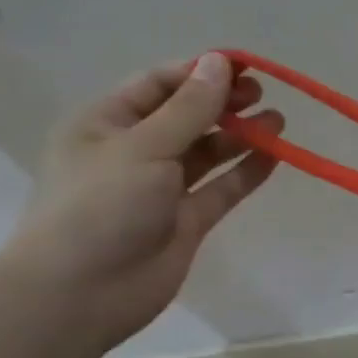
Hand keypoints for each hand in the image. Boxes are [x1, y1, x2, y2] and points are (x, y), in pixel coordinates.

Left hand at [1, 53, 281, 351]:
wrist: (80, 295)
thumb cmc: (100, 207)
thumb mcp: (144, 147)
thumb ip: (189, 108)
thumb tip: (220, 62)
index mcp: (107, 123)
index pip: (159, 85)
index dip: (200, 72)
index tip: (244, 67)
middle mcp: (134, 151)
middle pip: (187, 116)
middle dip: (223, 103)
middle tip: (261, 95)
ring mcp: (161, 188)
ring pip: (208, 152)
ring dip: (241, 136)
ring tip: (278, 123)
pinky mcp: (186, 220)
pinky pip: (221, 189)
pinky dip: (246, 172)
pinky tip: (275, 157)